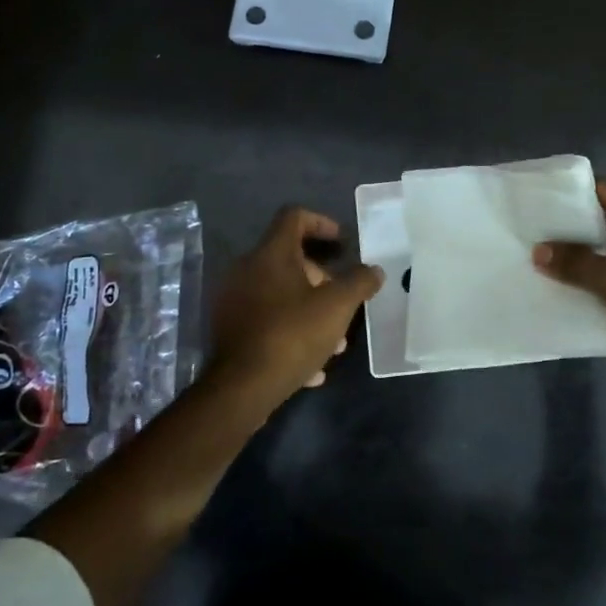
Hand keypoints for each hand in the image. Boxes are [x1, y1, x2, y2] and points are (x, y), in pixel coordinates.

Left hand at [208, 206, 383, 413]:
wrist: (241, 388)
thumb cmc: (292, 334)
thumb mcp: (337, 307)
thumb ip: (359, 282)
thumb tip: (374, 270)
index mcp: (271, 253)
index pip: (294, 217)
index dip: (321, 222)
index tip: (341, 242)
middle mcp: (247, 269)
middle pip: (289, 259)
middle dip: (322, 280)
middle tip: (343, 302)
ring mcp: (235, 301)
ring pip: (281, 295)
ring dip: (310, 311)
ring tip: (335, 343)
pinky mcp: (230, 330)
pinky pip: (268, 322)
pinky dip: (292, 333)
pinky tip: (313, 367)